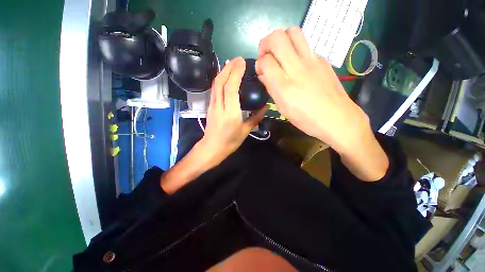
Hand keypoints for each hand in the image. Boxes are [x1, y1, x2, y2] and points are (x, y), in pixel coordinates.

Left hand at [201, 57, 266, 165]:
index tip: (242, 63)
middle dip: (229, 68)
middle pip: (221, 82)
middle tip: (238, 59)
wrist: (212, 148)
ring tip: (231, 63)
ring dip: (223, 71)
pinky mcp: (210, 106)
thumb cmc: (230, 142)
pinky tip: (224, 76)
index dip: (236, 73)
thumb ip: (255, 117)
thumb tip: (265, 107)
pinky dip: (219, 79)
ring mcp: (213, 105)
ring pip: (215, 84)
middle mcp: (220, 106)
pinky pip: (214, 89)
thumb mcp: (245, 131)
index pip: (231, 88)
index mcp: (231, 113)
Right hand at [256, 27, 367, 153]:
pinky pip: (305, 45)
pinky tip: (296, 64)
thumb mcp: (283, 108)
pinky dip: (295, 50)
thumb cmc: (306, 119)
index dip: (259, 63)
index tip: (261, 70)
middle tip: (266, 55)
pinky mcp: (322, 59)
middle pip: (277, 38)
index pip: (266, 61)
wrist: (337, 118)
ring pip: (293, 32)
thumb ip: (271, 88)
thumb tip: (263, 74)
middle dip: (266, 43)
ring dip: (281, 40)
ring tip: (280, 54)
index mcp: (285, 86)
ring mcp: (312, 61)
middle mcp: (297, 69)